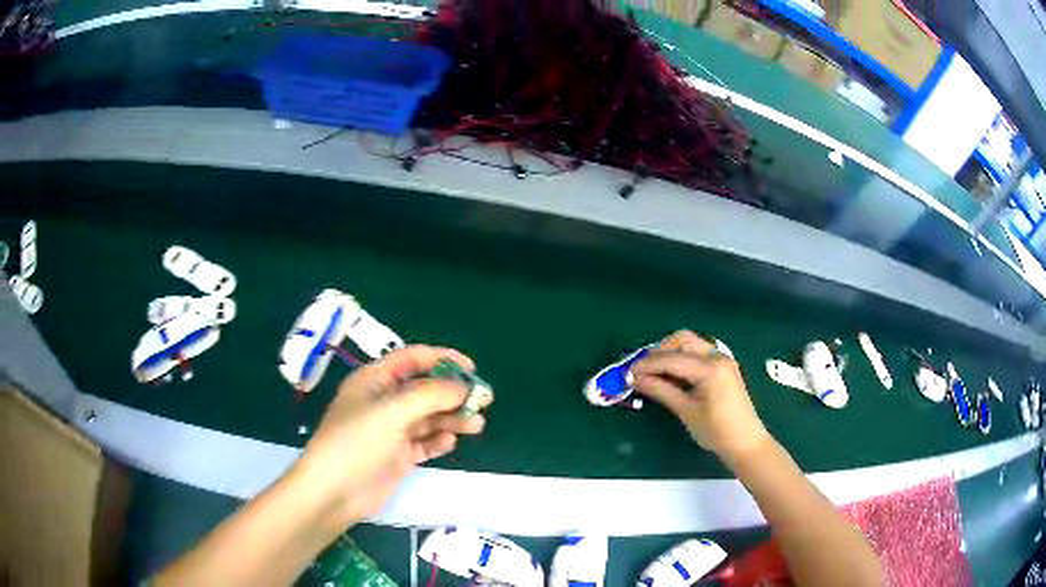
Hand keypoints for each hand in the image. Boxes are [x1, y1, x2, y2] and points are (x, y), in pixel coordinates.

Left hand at [291, 345, 486, 530]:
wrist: (335, 492)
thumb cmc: (357, 443)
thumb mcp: (392, 412)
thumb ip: (430, 396)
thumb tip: (463, 386)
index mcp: (375, 380)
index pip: (411, 359)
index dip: (441, 359)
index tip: (471, 368)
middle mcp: (384, 401)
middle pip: (425, 389)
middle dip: (452, 393)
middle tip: (482, 401)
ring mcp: (392, 430)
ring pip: (429, 416)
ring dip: (452, 418)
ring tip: (476, 425)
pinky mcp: (399, 454)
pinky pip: (425, 441)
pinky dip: (438, 440)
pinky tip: (448, 443)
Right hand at [630, 330, 770, 463]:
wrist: (745, 442)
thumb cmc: (716, 431)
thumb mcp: (685, 411)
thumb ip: (660, 390)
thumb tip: (634, 379)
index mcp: (710, 368)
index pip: (672, 358)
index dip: (647, 364)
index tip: (627, 372)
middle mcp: (717, 356)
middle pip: (682, 339)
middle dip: (659, 351)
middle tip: (641, 369)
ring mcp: (722, 359)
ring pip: (690, 344)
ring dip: (670, 353)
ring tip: (652, 372)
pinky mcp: (723, 367)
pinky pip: (698, 354)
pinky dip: (681, 359)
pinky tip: (670, 374)